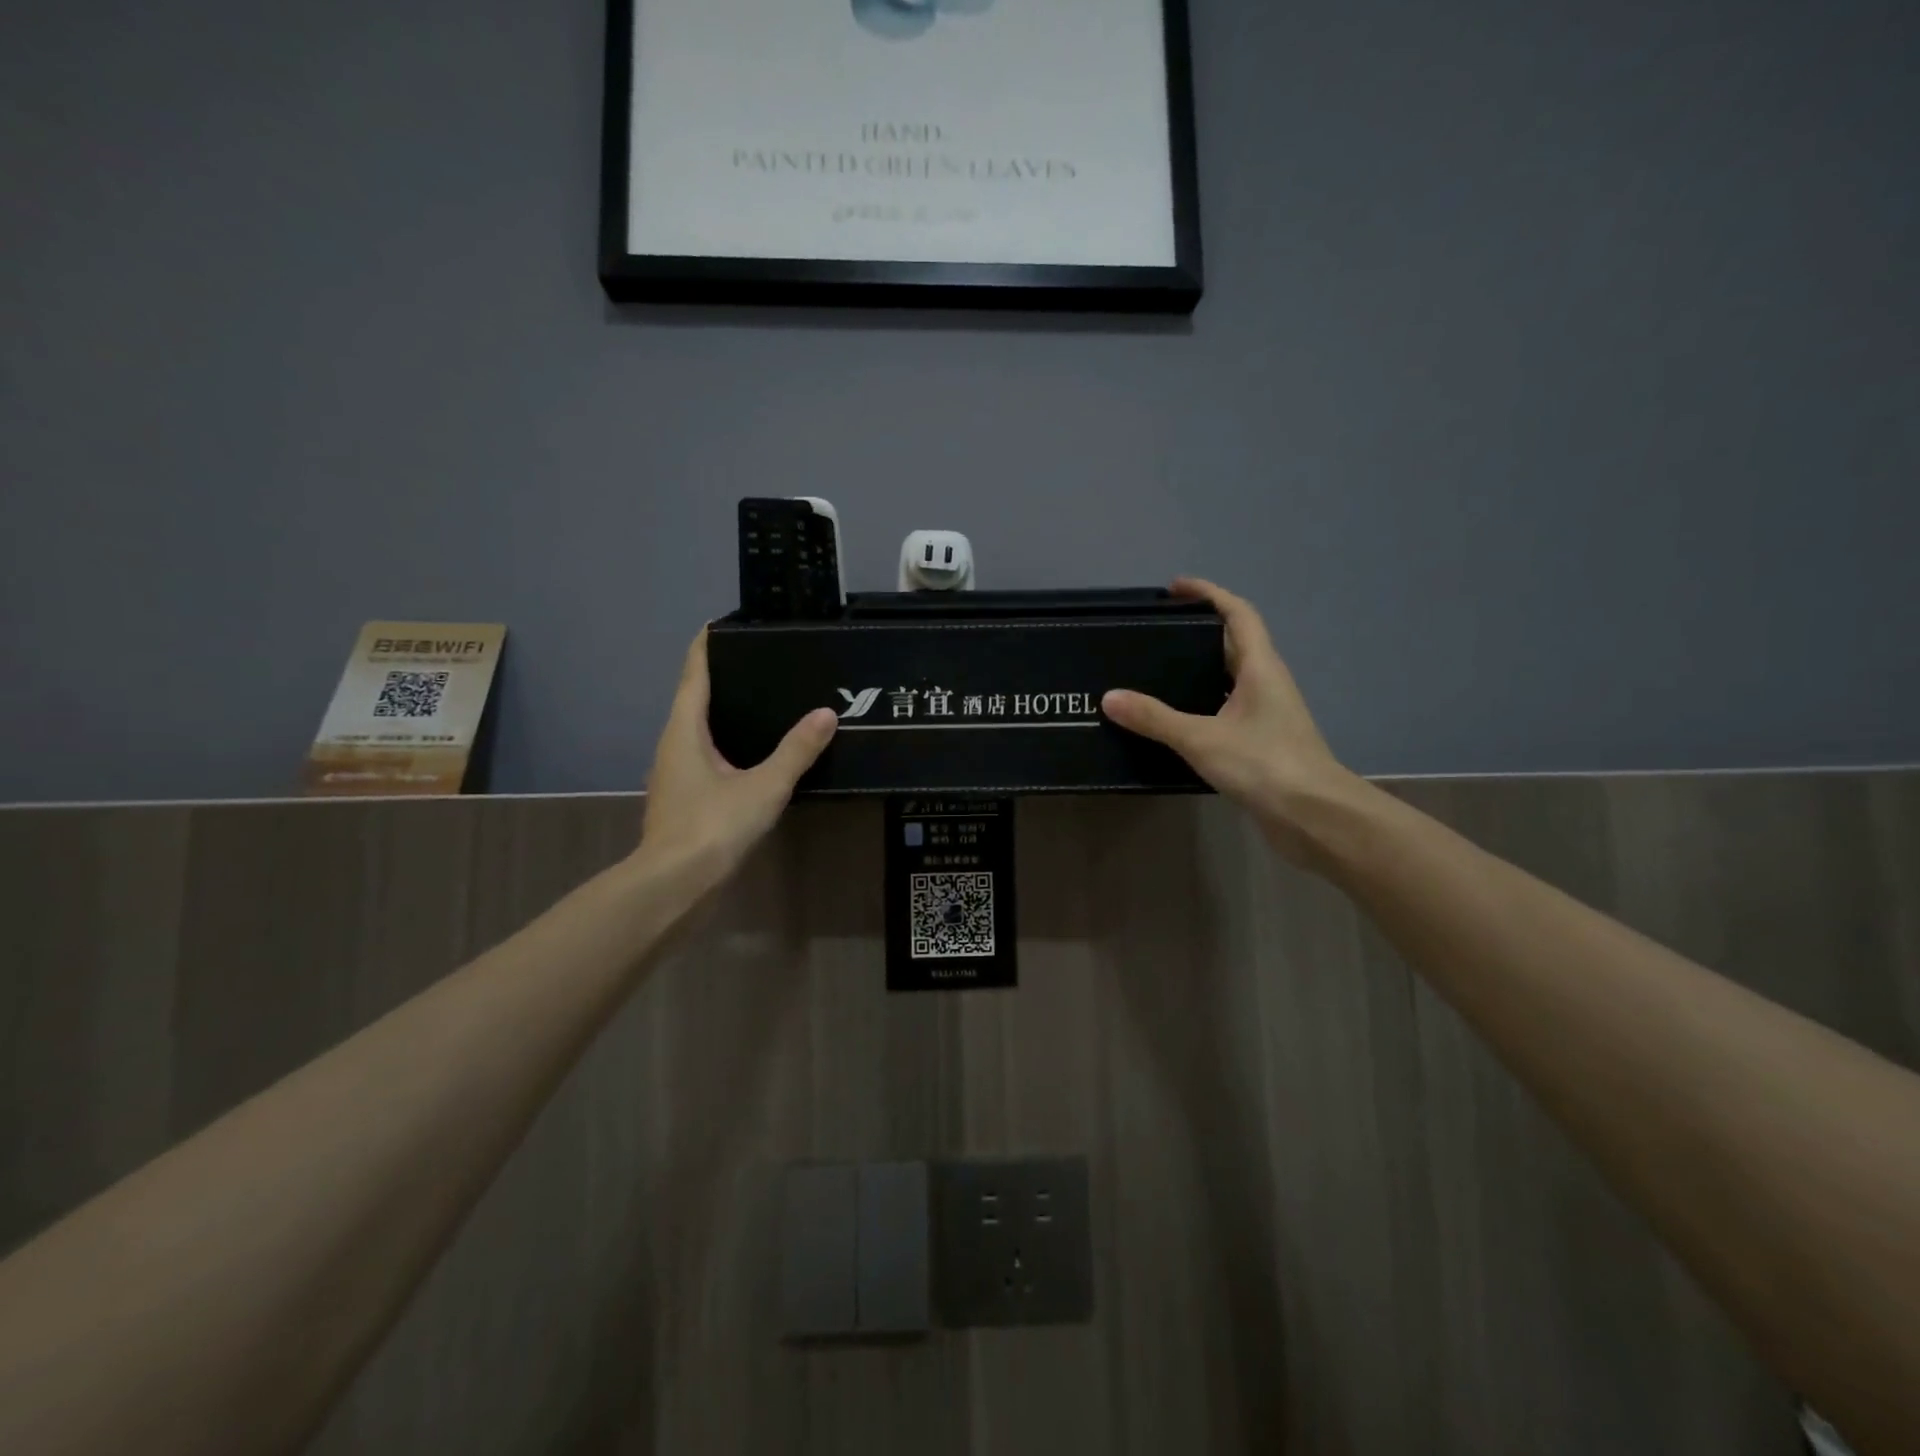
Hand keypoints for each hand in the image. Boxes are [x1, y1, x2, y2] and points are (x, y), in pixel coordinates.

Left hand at [635, 628, 836, 887]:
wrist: (674, 885)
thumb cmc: (712, 826)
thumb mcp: (764, 785)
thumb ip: (796, 750)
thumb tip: (826, 714)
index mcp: (684, 731)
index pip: (693, 674)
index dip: (705, 646)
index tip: (721, 623)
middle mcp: (673, 746)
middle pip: (693, 700)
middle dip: (721, 679)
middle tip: (760, 663)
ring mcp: (675, 776)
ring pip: (698, 732)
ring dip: (723, 715)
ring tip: (763, 704)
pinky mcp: (683, 800)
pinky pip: (705, 759)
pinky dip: (726, 746)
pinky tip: (754, 756)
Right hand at [1102, 578, 1363, 864]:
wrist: (1314, 816)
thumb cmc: (1264, 764)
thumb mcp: (1202, 738)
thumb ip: (1155, 718)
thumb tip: (1110, 697)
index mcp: (1260, 667)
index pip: (1238, 614)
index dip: (1209, 594)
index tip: (1176, 589)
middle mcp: (1267, 684)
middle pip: (1234, 644)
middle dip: (1199, 632)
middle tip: (1156, 635)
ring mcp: (1267, 715)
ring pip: (1230, 679)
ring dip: (1200, 670)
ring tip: (1157, 674)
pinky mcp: (1262, 743)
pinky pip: (1227, 711)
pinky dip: (1202, 706)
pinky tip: (1176, 722)